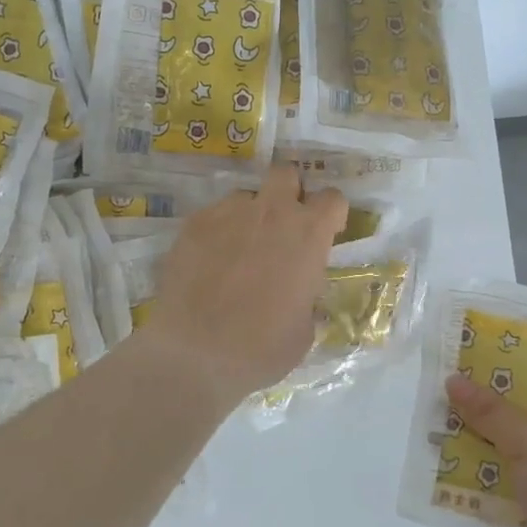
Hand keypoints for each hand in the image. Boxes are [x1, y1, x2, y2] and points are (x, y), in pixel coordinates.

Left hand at [137, 165, 346, 406]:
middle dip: (289, 192)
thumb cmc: (261, 348)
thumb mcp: (304, 329)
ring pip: (246, 196)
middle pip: (286, 173)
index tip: (326, 233)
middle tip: (283, 226)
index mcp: (308, 234)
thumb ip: (307, 296)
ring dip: (250, 215)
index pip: (333, 198)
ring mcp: (228, 213)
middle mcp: (271, 212)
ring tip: (239, 250)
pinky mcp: (193, 224)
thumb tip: (299, 293)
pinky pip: (213, 215)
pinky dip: (218, 232)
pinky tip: (209, 263)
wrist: (195, 353)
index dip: (331, 214)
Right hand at [449, 376, 526, 526]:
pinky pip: (518, 499)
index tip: (482, 372)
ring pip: (522, 466)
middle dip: (495, 420)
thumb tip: (454, 380)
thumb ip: (493, 413)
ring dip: (488, 456)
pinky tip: (460, 485)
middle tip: (456, 404)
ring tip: (448, 439)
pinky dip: (493, 492)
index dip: (521, 381)